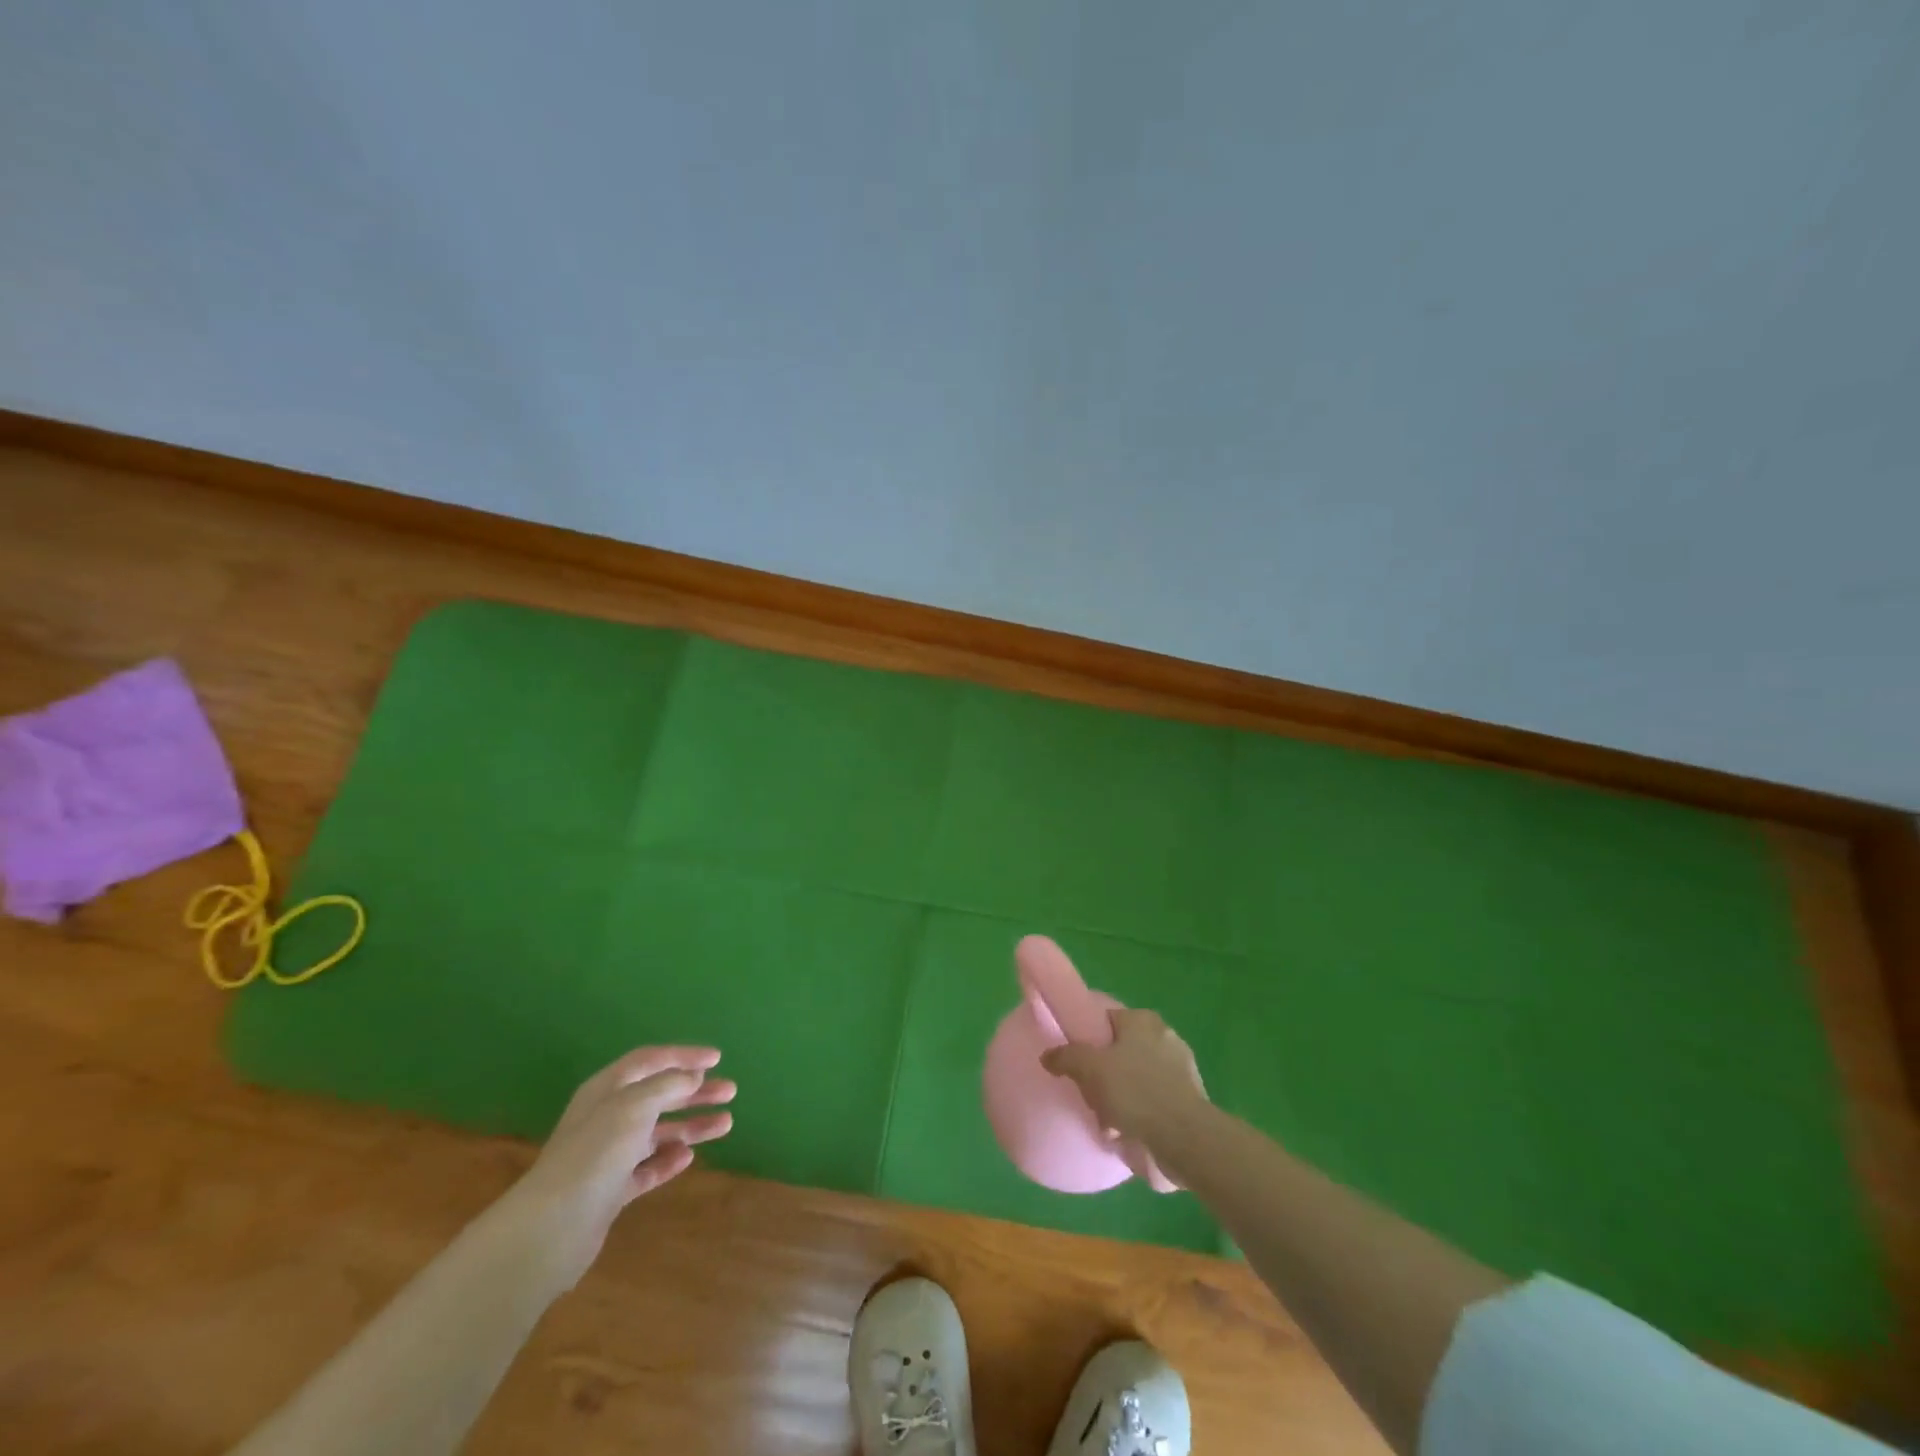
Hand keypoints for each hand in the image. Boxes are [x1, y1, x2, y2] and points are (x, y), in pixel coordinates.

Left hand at [502, 1046, 735, 1288]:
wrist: (553, 1228)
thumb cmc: (596, 1153)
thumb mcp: (635, 1105)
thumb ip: (668, 1085)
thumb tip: (692, 1077)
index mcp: (607, 1089)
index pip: (650, 1060)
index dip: (683, 1056)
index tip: (717, 1059)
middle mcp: (608, 1116)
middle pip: (658, 1095)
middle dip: (695, 1092)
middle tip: (730, 1091)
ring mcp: (609, 1155)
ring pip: (658, 1132)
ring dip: (691, 1125)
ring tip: (726, 1124)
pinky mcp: (612, 1190)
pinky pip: (647, 1168)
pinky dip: (668, 1160)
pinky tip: (688, 1157)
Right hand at [1041, 1009, 1207, 1187]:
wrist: (1184, 1137)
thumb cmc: (1134, 1091)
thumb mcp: (1090, 1069)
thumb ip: (1066, 1057)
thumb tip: (1047, 1055)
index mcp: (1142, 1020)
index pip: (1107, 1019)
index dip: (1089, 1038)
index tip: (1077, 1060)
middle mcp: (1165, 1035)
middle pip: (1122, 1049)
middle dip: (1106, 1072)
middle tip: (1091, 1093)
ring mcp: (1181, 1067)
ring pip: (1138, 1076)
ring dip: (1122, 1095)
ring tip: (1107, 1120)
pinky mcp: (1191, 1097)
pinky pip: (1154, 1099)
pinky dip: (1141, 1112)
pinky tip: (1128, 1131)